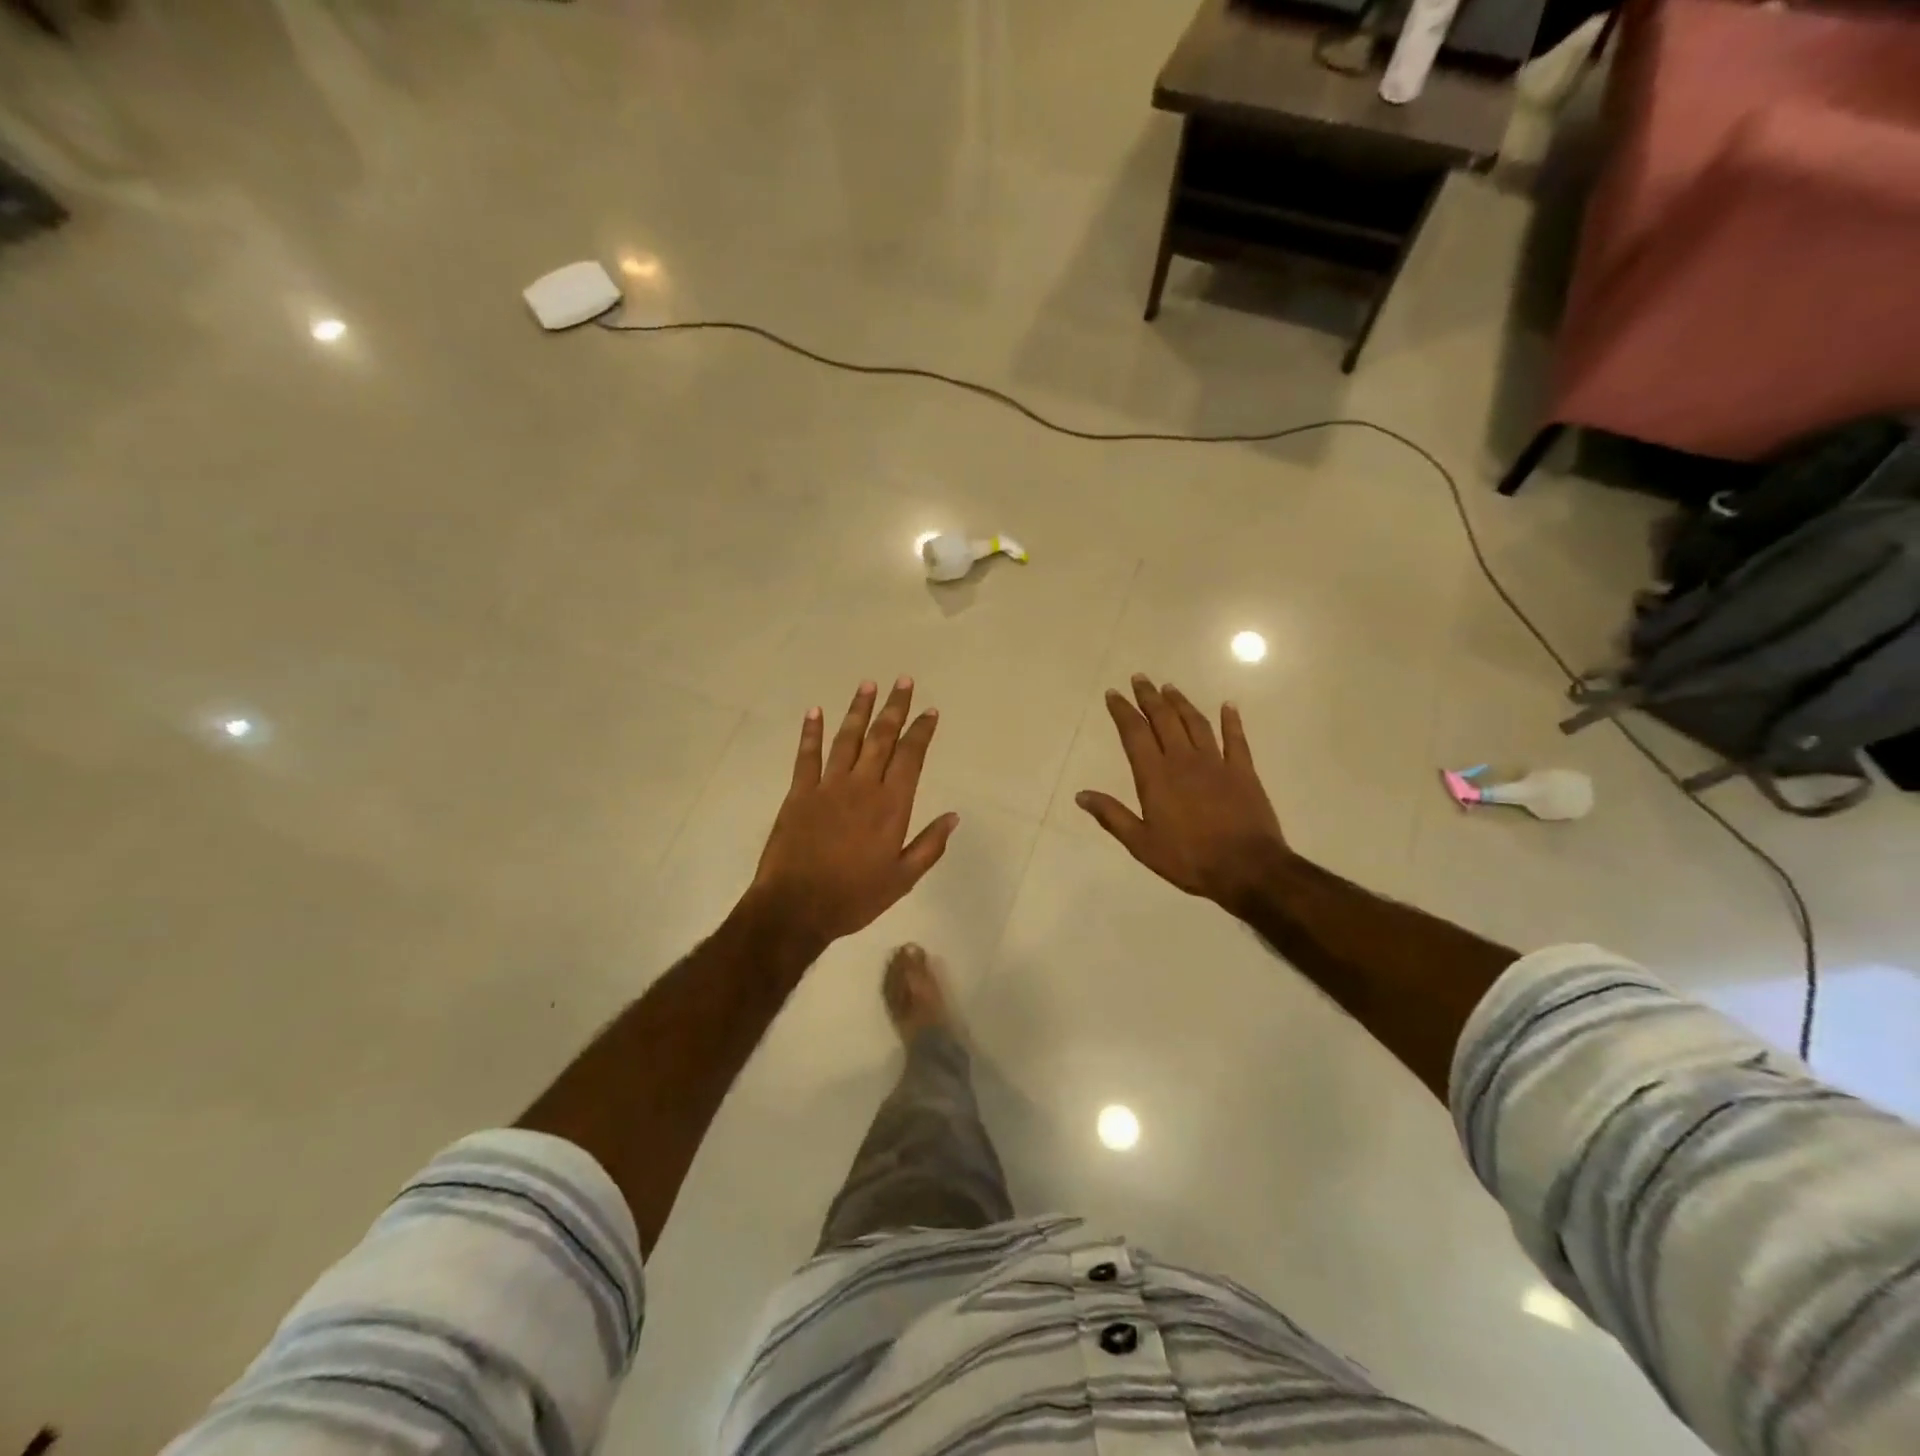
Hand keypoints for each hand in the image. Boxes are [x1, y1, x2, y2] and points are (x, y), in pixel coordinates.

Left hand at [747, 678, 959, 947]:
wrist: (796, 908)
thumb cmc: (854, 897)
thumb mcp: (902, 879)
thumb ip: (930, 845)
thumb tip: (954, 816)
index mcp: (891, 806)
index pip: (911, 757)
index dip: (921, 731)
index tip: (930, 711)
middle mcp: (862, 786)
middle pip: (882, 738)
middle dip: (894, 708)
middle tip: (904, 681)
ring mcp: (828, 786)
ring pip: (847, 739)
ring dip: (859, 710)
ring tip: (868, 685)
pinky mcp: (799, 793)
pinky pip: (807, 755)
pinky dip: (811, 732)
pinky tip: (815, 711)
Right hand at [1076, 674, 1287, 912]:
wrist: (1246, 868)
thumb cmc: (1189, 858)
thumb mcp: (1141, 844)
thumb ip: (1112, 816)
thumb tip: (1081, 795)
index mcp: (1156, 776)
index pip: (1134, 734)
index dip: (1122, 711)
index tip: (1113, 694)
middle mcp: (1184, 760)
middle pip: (1163, 719)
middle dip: (1148, 697)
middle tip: (1140, 678)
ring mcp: (1216, 763)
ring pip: (1196, 723)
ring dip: (1181, 703)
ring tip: (1169, 687)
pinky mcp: (1243, 771)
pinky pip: (1236, 739)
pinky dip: (1232, 721)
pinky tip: (1228, 706)